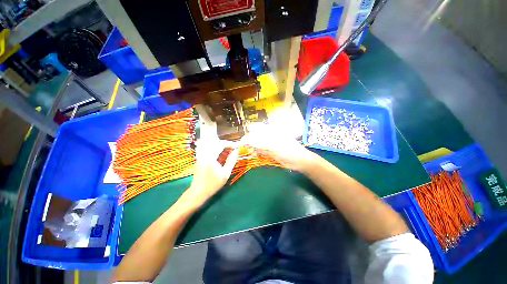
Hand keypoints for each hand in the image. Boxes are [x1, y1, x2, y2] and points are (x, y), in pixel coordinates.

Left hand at [181, 139, 238, 207]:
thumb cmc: (213, 184)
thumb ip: (231, 161)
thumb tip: (236, 151)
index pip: (220, 145)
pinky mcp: (199, 158)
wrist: (198, 192)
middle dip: (224, 143)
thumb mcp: (225, 173)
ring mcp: (200, 156)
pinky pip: (208, 149)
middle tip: (232, 148)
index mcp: (210, 157)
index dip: (229, 144)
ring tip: (227, 149)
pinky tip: (220, 153)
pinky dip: (215, 149)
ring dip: (220, 145)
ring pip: (211, 145)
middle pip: (215, 143)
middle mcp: (204, 154)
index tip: (236, 146)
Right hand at [242, 129, 316, 171]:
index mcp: (270, 130)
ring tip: (252, 153)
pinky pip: (260, 150)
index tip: (243, 142)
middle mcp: (269, 135)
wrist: (299, 161)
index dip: (249, 134)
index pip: (256, 128)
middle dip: (250, 142)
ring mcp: (269, 143)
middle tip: (248, 149)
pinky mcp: (269, 151)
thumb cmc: (288, 150)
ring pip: (257, 144)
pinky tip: (256, 155)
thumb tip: (245, 140)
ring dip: (252, 148)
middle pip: (255, 136)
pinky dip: (256, 152)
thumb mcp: (273, 146)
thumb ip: (259, 143)